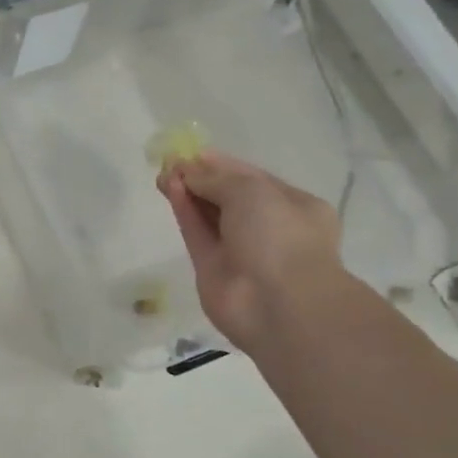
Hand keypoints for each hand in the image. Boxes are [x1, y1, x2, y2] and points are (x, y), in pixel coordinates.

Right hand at [158, 151, 346, 349]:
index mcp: (294, 207)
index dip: (221, 164)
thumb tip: (186, 171)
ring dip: (188, 193)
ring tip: (163, 174)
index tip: (192, 152)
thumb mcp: (251, 191)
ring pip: (209, 216)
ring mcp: (240, 250)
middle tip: (171, 163)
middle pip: (228, 197)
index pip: (253, 179)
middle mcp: (269, 228)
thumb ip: (215, 177)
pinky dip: (184, 212)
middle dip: (201, 178)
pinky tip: (169, 190)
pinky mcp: (213, 268)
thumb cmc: (280, 237)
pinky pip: (197, 234)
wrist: (279, 304)